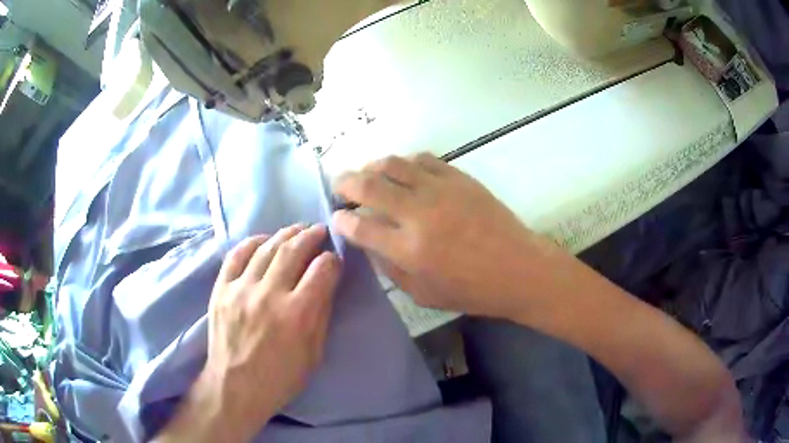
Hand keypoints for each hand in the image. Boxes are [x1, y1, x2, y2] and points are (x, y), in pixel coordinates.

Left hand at [165, 225, 341, 441]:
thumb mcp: (313, 354)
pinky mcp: (221, 289)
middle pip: (293, 250)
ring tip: (296, 230)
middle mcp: (269, 295)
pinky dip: (252, 242)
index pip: (322, 270)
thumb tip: (328, 282)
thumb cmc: (280, 378)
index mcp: (297, 315)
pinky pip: (236, 255)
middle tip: (319, 229)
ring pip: (266, 248)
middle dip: (311, 235)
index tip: (334, 259)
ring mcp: (241, 289)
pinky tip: (263, 240)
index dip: (332, 260)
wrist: (234, 387)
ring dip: (285, 234)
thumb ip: (322, 315)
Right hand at [332, 154, 558, 318]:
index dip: (342, 221)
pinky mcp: (459, 177)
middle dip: (345, 183)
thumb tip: (369, 244)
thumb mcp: (423, 294)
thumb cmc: (472, 290)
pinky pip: (423, 159)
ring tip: (367, 174)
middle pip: (369, 185)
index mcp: (409, 249)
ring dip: (372, 166)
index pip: (360, 227)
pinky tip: (404, 171)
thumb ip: (391, 268)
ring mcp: (440, 190)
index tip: (337, 218)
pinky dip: (406, 162)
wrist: (519, 269)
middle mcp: (419, 213)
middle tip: (339, 186)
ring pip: (393, 164)